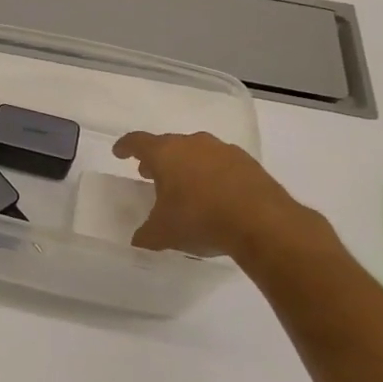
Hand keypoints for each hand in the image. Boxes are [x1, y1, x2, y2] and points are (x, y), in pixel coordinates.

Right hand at [112, 131, 314, 260]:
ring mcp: (223, 151)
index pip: (137, 142)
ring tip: (184, 185)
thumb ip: (146, 234)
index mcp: (165, 154)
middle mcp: (193, 144)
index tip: (119, 152)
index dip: (125, 146)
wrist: (263, 223)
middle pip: (168, 144)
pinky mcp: (248, 163)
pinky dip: (212, 174)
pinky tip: (215, 194)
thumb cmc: (200, 220)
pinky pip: (221, 163)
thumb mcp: (163, 234)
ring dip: (186, 164)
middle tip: (150, 174)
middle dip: (157, 158)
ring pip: (196, 151)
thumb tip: (138, 240)